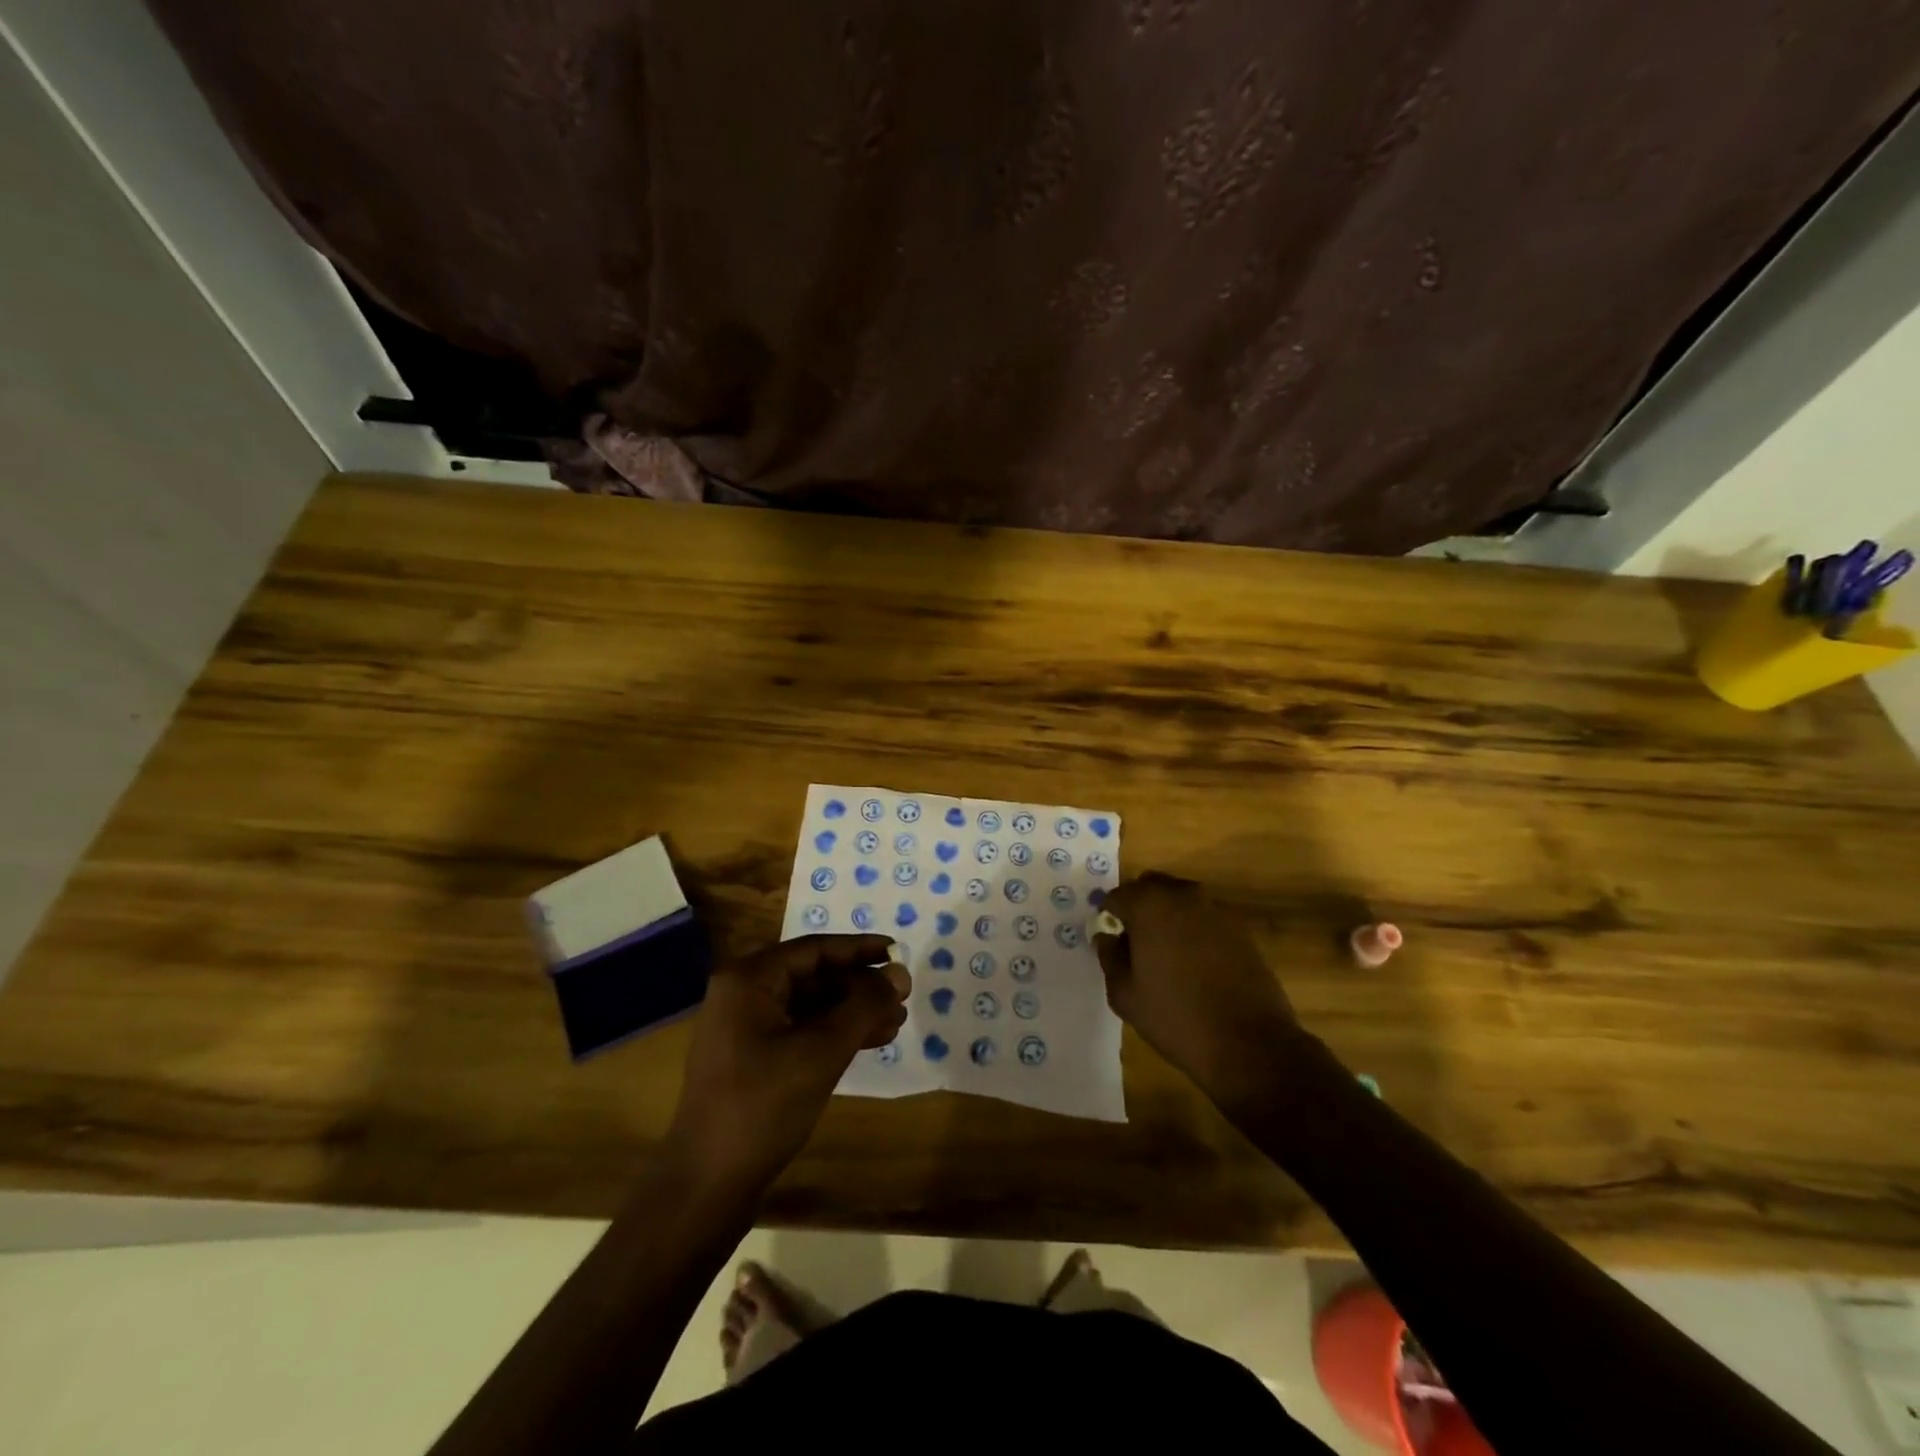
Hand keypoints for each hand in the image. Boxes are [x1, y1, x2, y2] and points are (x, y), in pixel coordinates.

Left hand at [667, 935, 907, 1190]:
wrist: (707, 1186)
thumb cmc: (763, 1106)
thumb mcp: (821, 1051)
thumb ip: (864, 1006)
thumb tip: (899, 974)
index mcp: (749, 979)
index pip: (814, 949)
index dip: (859, 949)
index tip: (897, 953)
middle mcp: (743, 994)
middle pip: (812, 975)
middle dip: (859, 985)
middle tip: (902, 995)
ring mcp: (744, 1028)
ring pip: (809, 1005)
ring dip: (852, 1011)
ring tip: (896, 1022)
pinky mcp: (751, 1058)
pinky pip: (800, 1030)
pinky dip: (833, 1033)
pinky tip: (870, 1042)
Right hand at [1093, 873, 1304, 1104]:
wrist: (1248, 1043)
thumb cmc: (1175, 1017)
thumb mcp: (1125, 994)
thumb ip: (1109, 957)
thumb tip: (1106, 936)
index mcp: (1149, 905)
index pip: (1118, 896)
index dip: (1109, 915)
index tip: (1109, 937)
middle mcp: (1183, 896)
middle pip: (1151, 887)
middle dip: (1138, 906)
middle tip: (1133, 940)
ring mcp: (1216, 910)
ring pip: (1181, 900)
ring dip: (1168, 916)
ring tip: (1165, 953)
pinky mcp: (1240, 929)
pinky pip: (1205, 918)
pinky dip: (1193, 930)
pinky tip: (1194, 963)